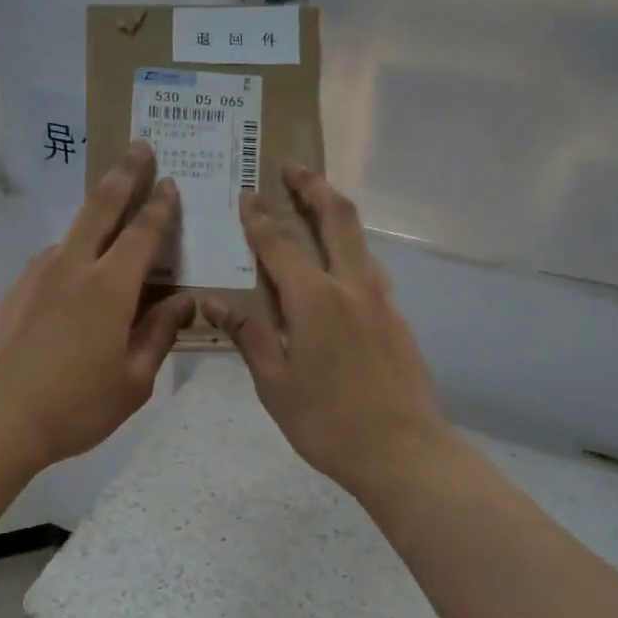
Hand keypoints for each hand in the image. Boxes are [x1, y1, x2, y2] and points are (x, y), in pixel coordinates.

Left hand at [0, 141, 195, 474]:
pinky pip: (55, 257)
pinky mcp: (16, 289)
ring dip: (97, 212)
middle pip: (101, 205)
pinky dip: (75, 249)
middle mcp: (73, 266)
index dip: (161, 206)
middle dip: (124, 173)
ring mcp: (38, 274)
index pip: (143, 232)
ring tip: (115, 213)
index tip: (171, 181)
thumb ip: (160, 334)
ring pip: (74, 230)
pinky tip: (80, 271)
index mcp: (110, 287)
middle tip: (140, 147)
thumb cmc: (74, 406)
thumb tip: (183, 302)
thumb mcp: (133, 381)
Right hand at [201, 163, 450, 499]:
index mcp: (314, 299)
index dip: (259, 218)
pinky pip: (369, 267)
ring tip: (315, 201)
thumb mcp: (275, 383)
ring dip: (335, 212)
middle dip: (312, 186)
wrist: (403, 451)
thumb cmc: (327, 421)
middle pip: (335, 218)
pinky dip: (349, 247)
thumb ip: (248, 334)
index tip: (247, 193)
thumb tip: (214, 302)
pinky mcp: (396, 317)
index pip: (279, 245)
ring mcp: (380, 299)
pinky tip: (338, 262)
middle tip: (293, 166)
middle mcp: (351, 286)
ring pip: (359, 238)